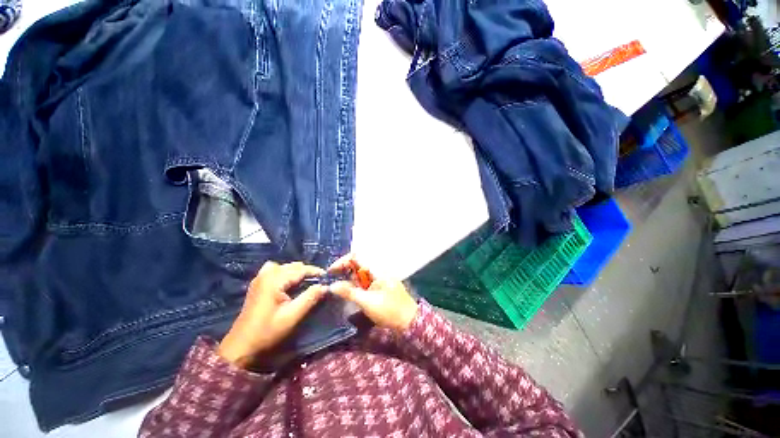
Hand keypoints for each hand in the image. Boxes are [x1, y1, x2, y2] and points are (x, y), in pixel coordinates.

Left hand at [217, 261, 326, 366]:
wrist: (241, 346)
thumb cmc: (267, 332)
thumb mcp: (292, 316)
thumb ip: (310, 298)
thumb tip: (325, 286)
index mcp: (275, 280)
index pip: (301, 269)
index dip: (316, 272)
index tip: (327, 279)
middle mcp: (267, 274)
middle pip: (293, 266)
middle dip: (308, 272)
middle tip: (318, 283)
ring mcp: (260, 278)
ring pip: (285, 267)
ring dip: (297, 272)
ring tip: (305, 283)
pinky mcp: (257, 284)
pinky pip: (275, 270)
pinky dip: (285, 274)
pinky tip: (288, 284)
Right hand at [328, 254, 417, 331]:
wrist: (409, 321)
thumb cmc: (390, 310)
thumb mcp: (368, 302)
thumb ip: (350, 292)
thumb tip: (332, 285)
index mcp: (375, 270)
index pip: (356, 256)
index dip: (342, 261)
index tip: (331, 272)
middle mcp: (376, 271)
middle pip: (356, 264)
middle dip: (342, 269)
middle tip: (331, 280)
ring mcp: (377, 278)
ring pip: (358, 273)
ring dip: (346, 277)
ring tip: (335, 287)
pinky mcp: (377, 287)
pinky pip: (363, 281)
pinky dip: (353, 284)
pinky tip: (346, 291)